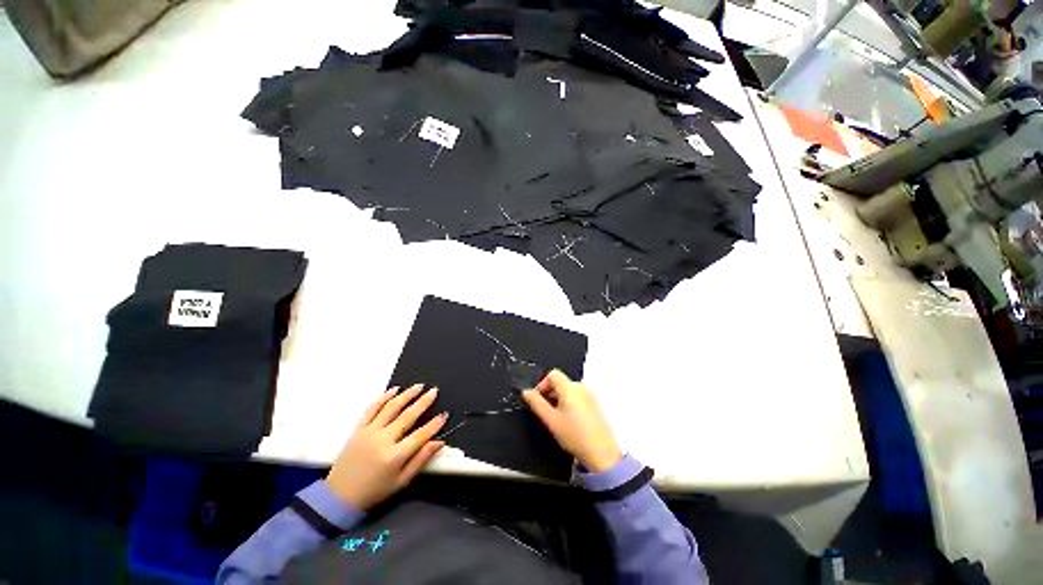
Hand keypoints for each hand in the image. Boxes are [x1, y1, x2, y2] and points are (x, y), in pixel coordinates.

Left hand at [325, 384, 446, 509]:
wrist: (339, 496)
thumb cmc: (374, 491)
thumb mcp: (402, 481)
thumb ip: (421, 459)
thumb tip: (439, 442)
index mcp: (394, 456)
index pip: (420, 435)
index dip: (434, 425)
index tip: (444, 415)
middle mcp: (383, 440)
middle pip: (408, 416)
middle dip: (424, 402)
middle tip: (434, 391)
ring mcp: (369, 432)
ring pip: (391, 407)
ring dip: (406, 394)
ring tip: (419, 386)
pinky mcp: (358, 429)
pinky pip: (372, 408)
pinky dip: (384, 397)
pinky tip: (394, 390)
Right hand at [522, 369, 621, 472]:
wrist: (601, 453)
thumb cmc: (574, 435)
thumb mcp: (551, 420)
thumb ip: (536, 403)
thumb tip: (526, 392)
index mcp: (569, 387)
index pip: (552, 374)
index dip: (542, 384)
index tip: (538, 399)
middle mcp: (581, 387)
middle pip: (561, 381)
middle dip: (550, 393)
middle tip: (546, 411)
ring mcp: (590, 395)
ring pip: (569, 390)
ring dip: (559, 398)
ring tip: (558, 418)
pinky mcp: (595, 404)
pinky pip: (578, 396)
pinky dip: (570, 403)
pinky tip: (570, 421)